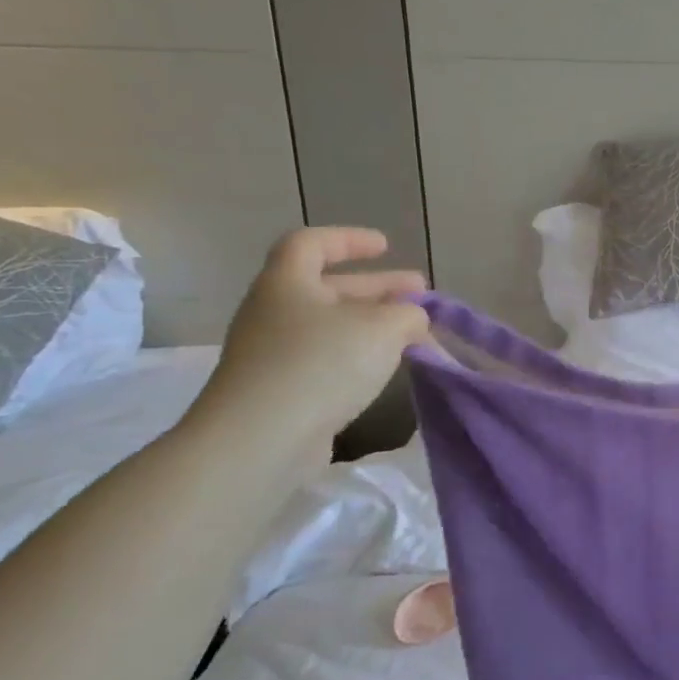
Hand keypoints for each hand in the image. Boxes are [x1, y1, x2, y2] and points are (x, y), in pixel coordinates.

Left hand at [189, 228, 430, 453]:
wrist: (259, 440)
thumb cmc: (322, 364)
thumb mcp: (384, 327)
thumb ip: (409, 313)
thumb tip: (412, 318)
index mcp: (287, 282)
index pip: (312, 243)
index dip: (350, 239)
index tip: (387, 247)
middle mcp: (273, 312)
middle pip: (328, 287)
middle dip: (378, 288)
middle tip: (419, 292)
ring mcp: (272, 354)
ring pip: (330, 327)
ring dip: (372, 324)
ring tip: (413, 334)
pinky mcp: (278, 391)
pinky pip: (324, 360)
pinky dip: (357, 356)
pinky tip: (385, 369)